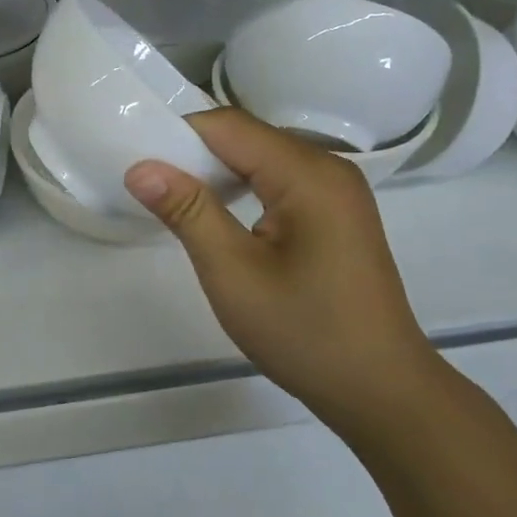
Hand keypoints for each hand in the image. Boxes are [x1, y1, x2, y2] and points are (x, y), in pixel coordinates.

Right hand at [124, 108, 433, 414]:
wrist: (380, 389)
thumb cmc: (305, 333)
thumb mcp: (233, 274)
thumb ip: (188, 212)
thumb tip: (141, 168)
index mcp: (308, 174)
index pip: (229, 126)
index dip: (178, 136)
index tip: (136, 160)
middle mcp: (328, 167)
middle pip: (248, 138)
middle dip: (195, 154)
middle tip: (148, 185)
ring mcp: (338, 191)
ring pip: (263, 158)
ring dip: (217, 172)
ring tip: (176, 201)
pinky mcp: (337, 214)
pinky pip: (281, 181)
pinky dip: (244, 188)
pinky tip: (220, 216)